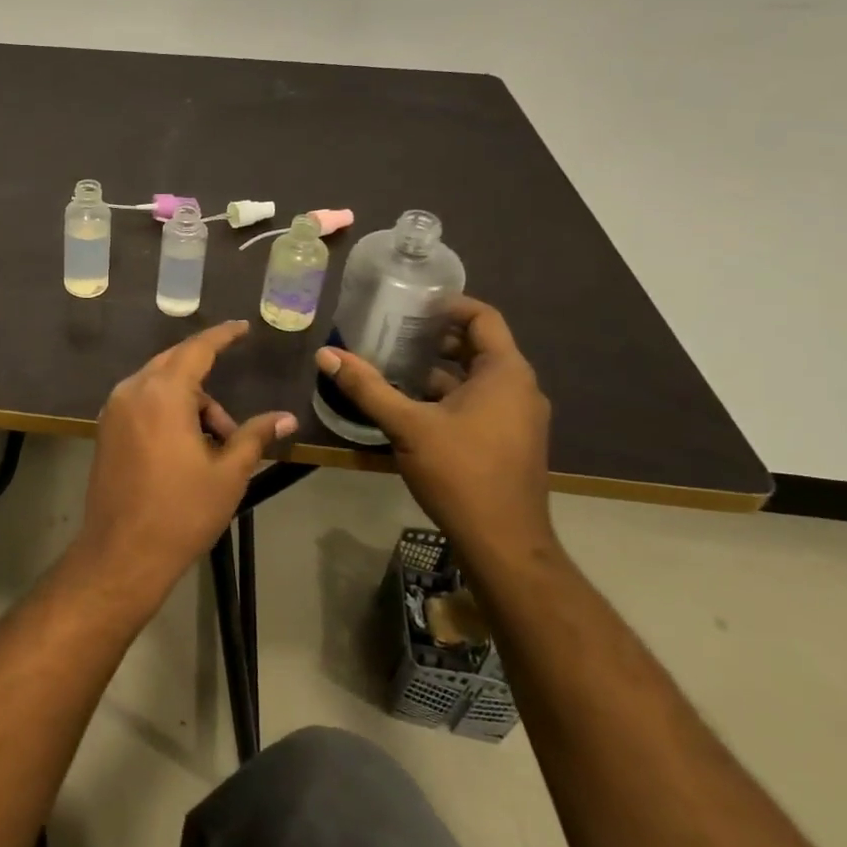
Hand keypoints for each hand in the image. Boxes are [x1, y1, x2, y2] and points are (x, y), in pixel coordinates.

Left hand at [71, 321, 296, 610]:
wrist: (121, 553)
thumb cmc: (180, 512)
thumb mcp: (228, 474)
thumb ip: (254, 437)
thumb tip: (286, 418)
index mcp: (162, 393)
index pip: (196, 350)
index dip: (222, 336)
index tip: (242, 328)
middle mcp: (132, 391)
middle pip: (174, 365)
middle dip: (207, 381)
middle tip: (233, 423)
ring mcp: (114, 410)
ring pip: (158, 386)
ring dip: (189, 404)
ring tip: (213, 452)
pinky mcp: (105, 430)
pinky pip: (142, 403)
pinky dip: (166, 411)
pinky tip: (186, 448)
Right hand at [315, 296, 553, 572]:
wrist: (504, 543)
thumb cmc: (461, 474)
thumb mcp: (407, 426)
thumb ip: (367, 387)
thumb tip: (326, 354)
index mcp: (505, 373)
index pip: (483, 317)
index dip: (448, 305)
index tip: (411, 302)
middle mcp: (520, 388)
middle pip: (478, 345)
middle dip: (436, 336)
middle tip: (392, 330)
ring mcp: (518, 417)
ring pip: (477, 377)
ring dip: (439, 368)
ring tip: (393, 363)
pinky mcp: (510, 440)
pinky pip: (479, 401)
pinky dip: (448, 394)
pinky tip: (411, 403)